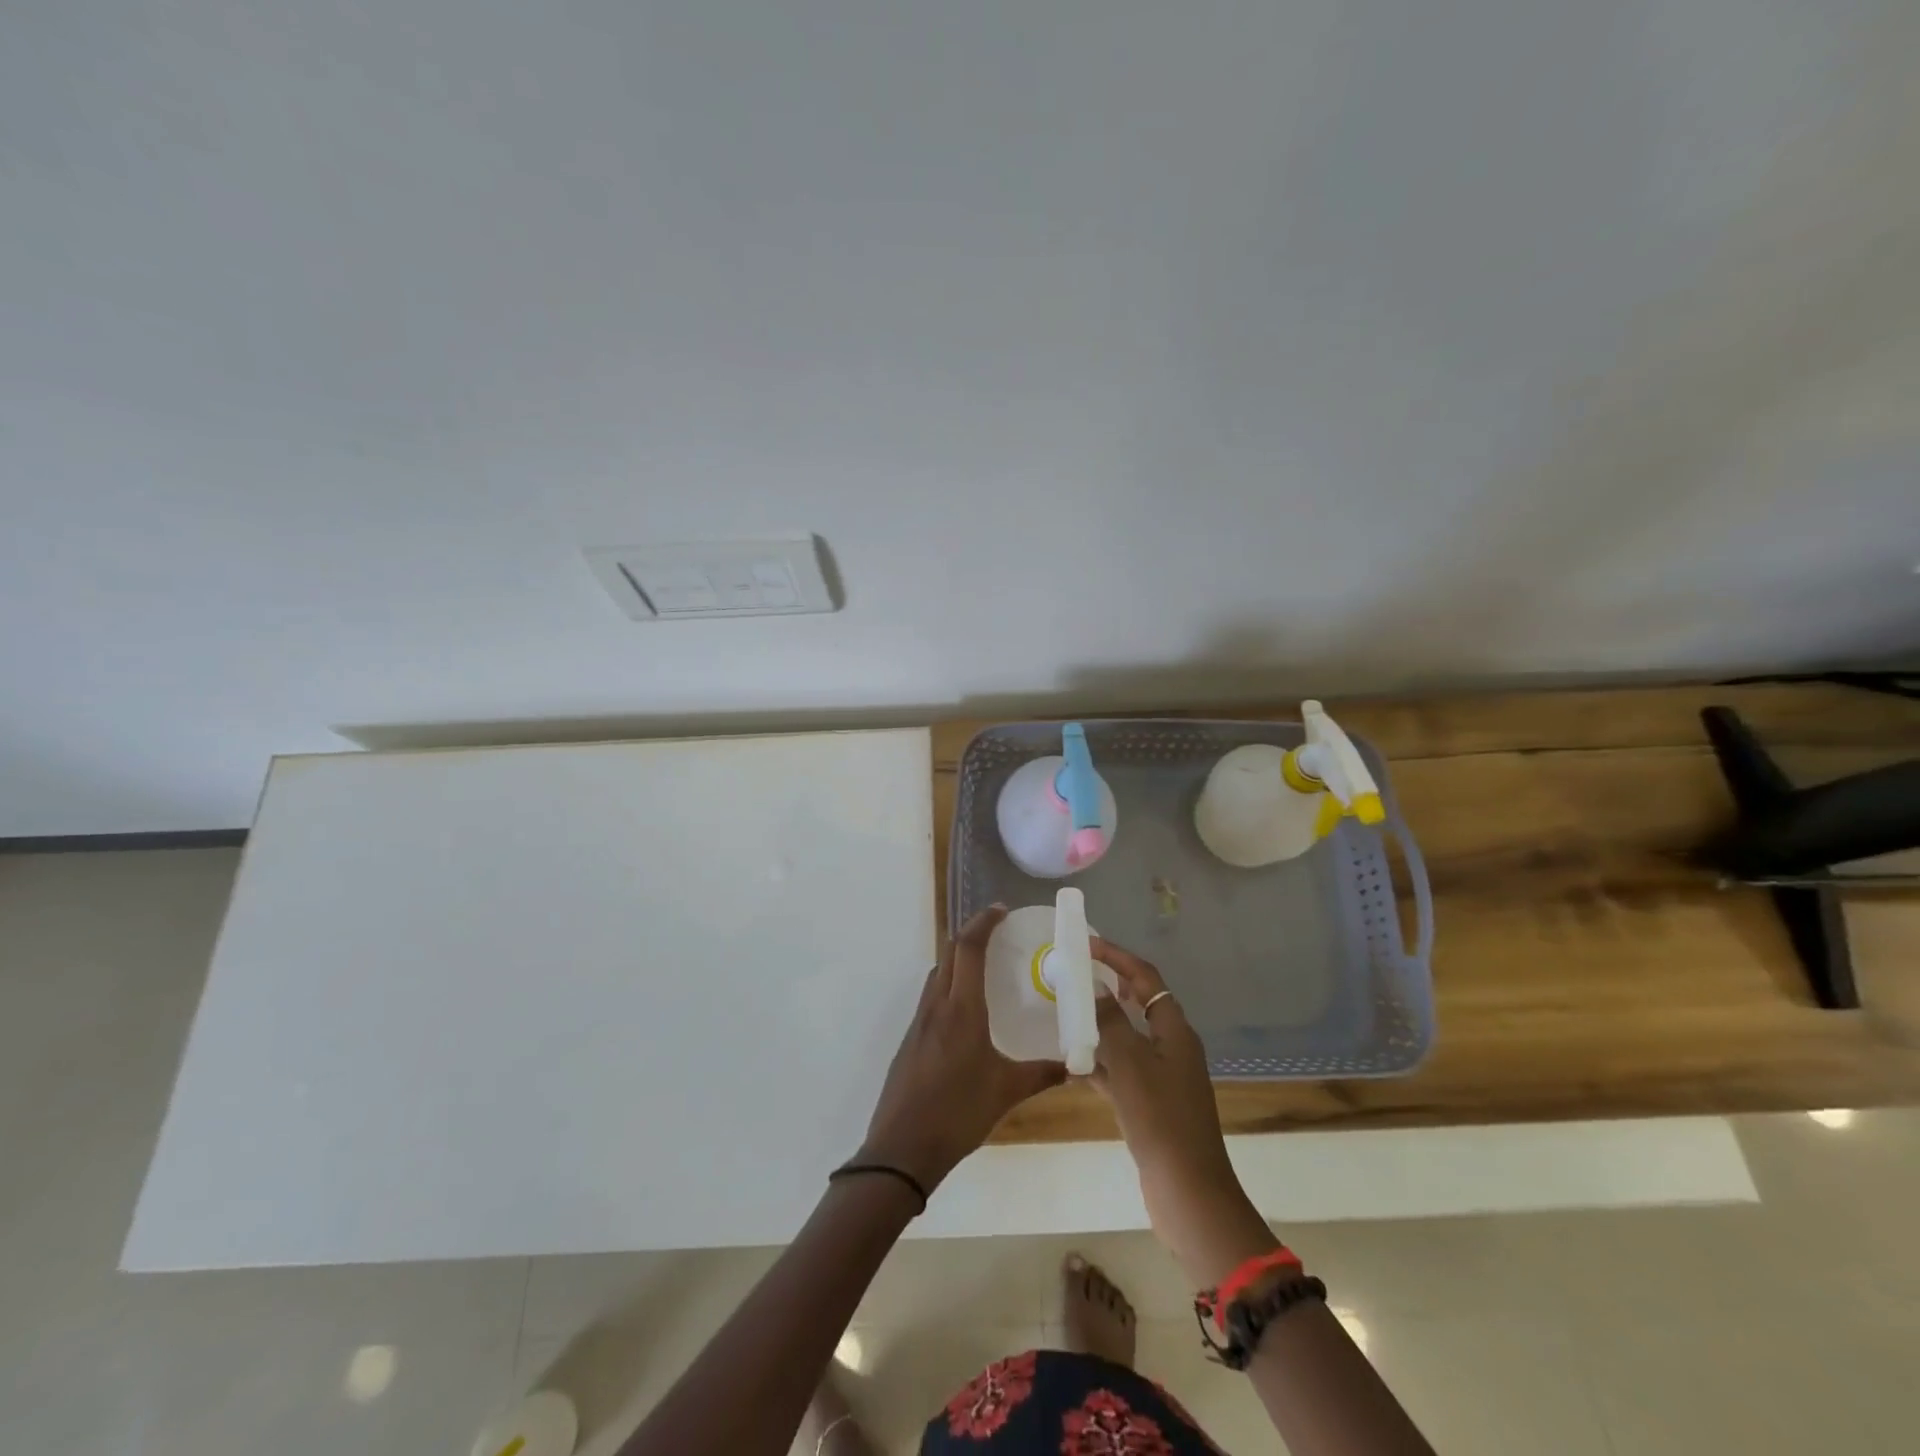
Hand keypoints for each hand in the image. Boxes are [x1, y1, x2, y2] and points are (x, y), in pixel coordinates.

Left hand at [859, 906, 1066, 1195]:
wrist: (902, 1148)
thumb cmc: (958, 1113)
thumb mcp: (1006, 1092)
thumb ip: (1042, 1074)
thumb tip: (1076, 1065)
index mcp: (961, 1009)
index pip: (968, 949)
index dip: (983, 923)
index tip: (1001, 911)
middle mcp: (937, 1005)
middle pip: (949, 952)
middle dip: (971, 933)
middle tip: (996, 930)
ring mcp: (919, 1021)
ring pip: (937, 972)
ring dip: (957, 957)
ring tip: (983, 963)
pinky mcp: (910, 1038)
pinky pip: (931, 995)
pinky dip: (948, 982)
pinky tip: (964, 1007)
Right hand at [1091, 938, 1279, 1287]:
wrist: (1187, 1190)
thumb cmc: (1159, 1118)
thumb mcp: (1130, 1063)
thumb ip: (1110, 1023)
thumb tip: (1097, 992)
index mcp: (1174, 1030)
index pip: (1145, 978)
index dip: (1118, 957)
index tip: (1087, 945)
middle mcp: (1173, 1047)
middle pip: (1139, 1004)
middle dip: (1109, 986)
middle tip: (1076, 976)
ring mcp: (1165, 1077)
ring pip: (1128, 1038)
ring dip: (1101, 1025)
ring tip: (1067, 1014)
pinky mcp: (1153, 1104)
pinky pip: (1123, 1070)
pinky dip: (1102, 1063)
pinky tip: (1074, 1065)